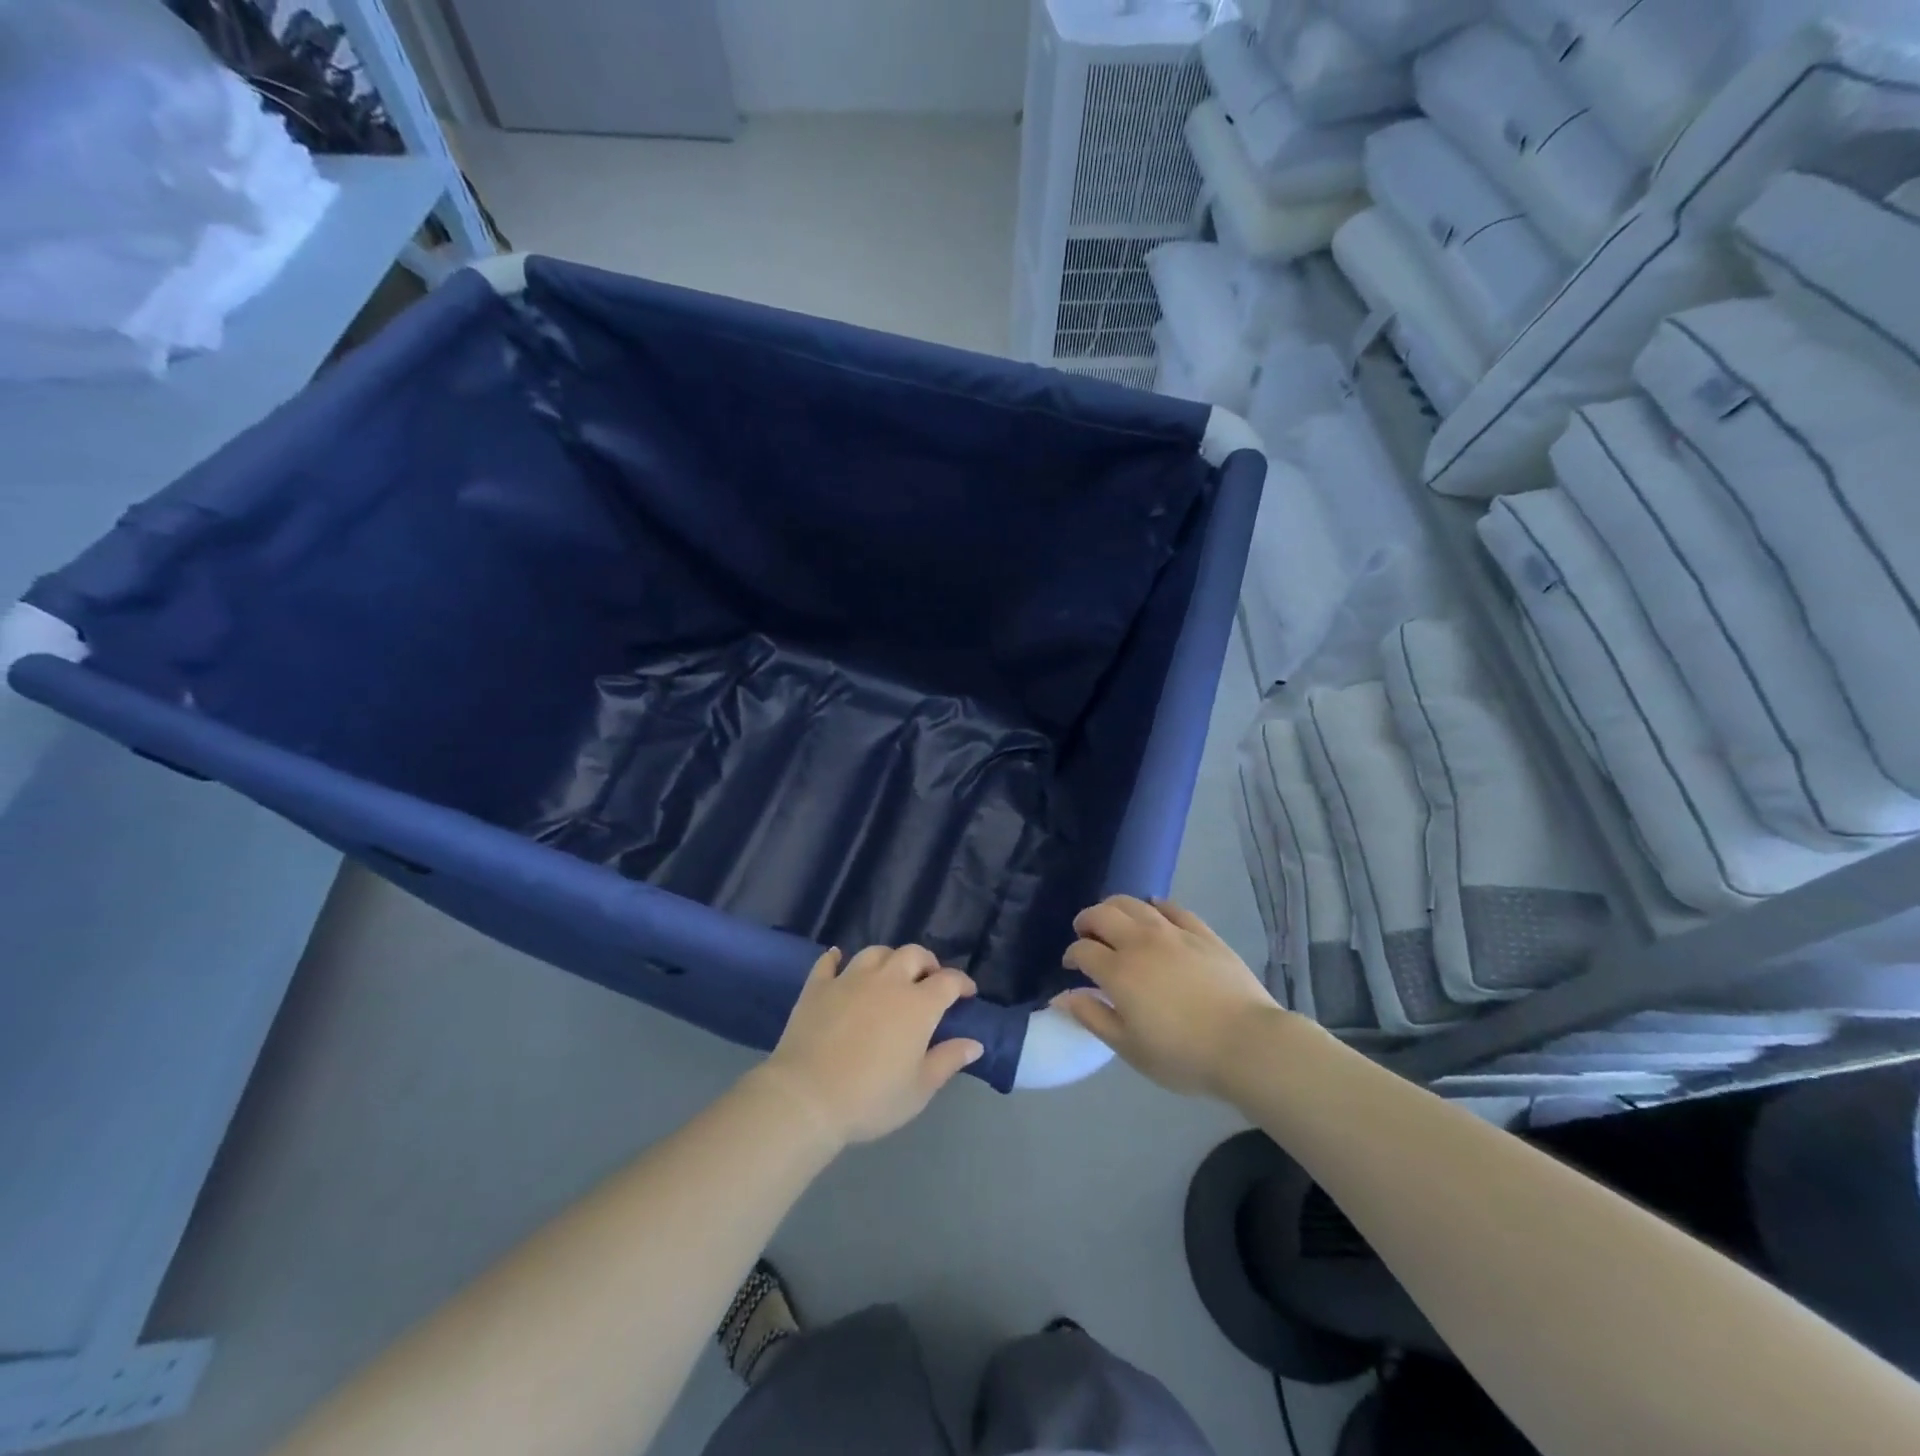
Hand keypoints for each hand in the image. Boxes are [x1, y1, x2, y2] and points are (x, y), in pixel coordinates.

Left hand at [761, 946, 983, 1147]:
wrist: (807, 1097)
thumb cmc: (871, 1099)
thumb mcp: (919, 1089)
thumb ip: (948, 1060)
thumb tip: (974, 1043)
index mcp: (918, 1005)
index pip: (948, 981)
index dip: (962, 983)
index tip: (967, 993)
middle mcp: (887, 981)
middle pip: (913, 955)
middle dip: (927, 963)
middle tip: (929, 980)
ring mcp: (849, 979)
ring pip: (875, 952)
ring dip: (889, 959)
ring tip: (890, 974)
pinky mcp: (817, 987)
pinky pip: (828, 962)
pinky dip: (836, 958)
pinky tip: (838, 960)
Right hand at [1054, 896, 1285, 1098]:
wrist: (1246, 1043)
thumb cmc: (1182, 1054)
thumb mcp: (1129, 1048)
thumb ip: (1093, 1017)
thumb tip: (1061, 998)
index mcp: (1118, 971)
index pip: (1082, 950)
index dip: (1071, 955)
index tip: (1070, 967)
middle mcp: (1140, 942)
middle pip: (1102, 915)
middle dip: (1086, 921)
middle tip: (1085, 934)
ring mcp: (1173, 933)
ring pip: (1134, 904)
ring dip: (1115, 907)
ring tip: (1113, 920)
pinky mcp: (1202, 933)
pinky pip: (1172, 908)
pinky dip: (1155, 906)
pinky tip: (1154, 911)